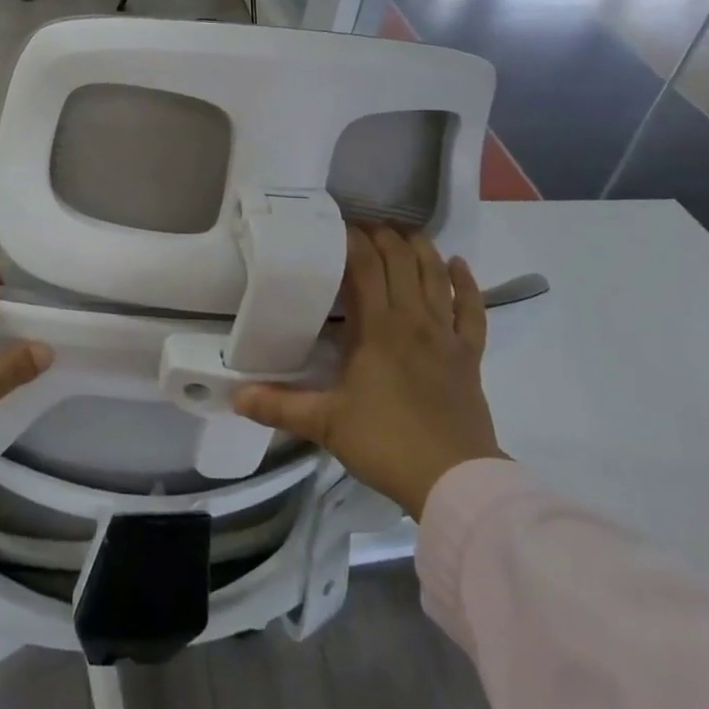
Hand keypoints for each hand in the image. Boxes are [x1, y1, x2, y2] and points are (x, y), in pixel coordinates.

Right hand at [233, 226, 502, 517]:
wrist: (453, 480)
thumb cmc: (386, 443)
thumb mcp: (326, 424)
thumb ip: (279, 406)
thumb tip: (235, 396)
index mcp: (378, 327)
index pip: (366, 266)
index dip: (353, 241)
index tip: (336, 228)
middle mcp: (413, 320)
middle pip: (401, 262)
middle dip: (383, 237)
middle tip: (363, 228)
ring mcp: (446, 336)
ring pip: (436, 277)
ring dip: (421, 249)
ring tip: (404, 233)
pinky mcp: (469, 356)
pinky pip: (473, 310)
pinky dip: (467, 284)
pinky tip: (459, 265)